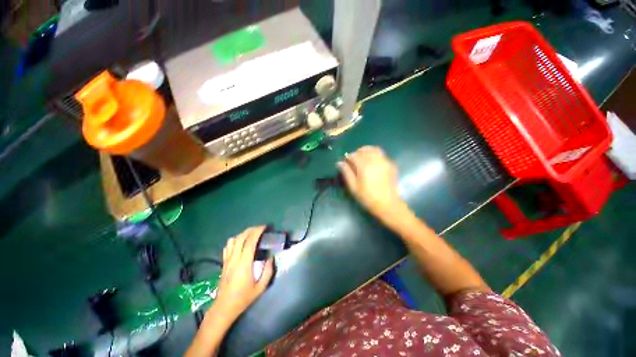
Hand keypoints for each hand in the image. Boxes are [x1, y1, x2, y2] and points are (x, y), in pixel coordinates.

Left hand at [210, 226, 273, 323]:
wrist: (224, 308)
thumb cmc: (243, 298)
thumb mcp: (261, 287)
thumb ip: (268, 271)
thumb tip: (270, 257)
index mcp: (244, 264)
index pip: (250, 241)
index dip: (258, 231)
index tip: (265, 227)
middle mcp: (234, 259)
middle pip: (241, 237)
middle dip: (251, 229)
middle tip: (261, 228)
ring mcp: (227, 260)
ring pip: (233, 240)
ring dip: (243, 234)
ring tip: (251, 234)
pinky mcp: (224, 263)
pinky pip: (228, 246)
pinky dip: (235, 240)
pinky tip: (240, 243)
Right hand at [337, 146, 402, 217]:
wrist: (387, 204)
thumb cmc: (367, 197)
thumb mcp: (353, 187)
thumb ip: (346, 172)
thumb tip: (339, 162)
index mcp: (364, 166)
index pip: (354, 155)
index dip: (348, 157)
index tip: (346, 162)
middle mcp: (375, 161)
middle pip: (364, 150)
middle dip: (357, 153)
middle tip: (354, 160)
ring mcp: (384, 162)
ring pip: (374, 149)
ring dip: (367, 151)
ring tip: (363, 157)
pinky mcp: (391, 165)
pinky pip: (382, 154)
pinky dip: (375, 154)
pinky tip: (373, 162)